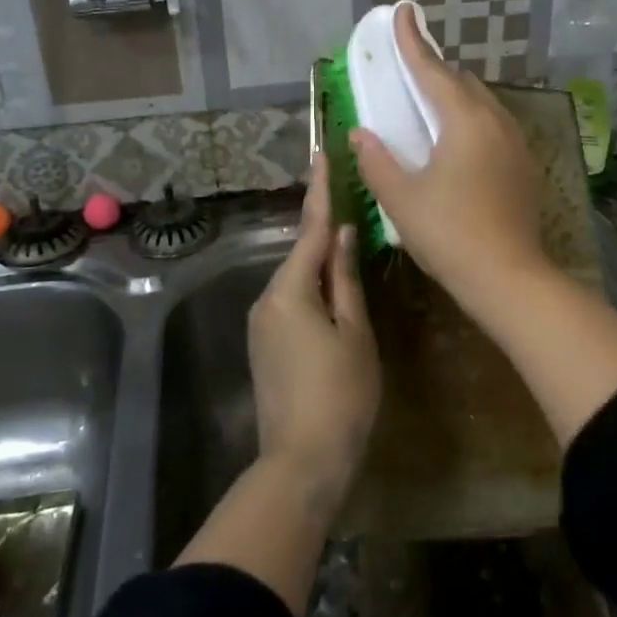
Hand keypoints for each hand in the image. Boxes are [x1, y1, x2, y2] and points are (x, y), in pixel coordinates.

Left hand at [246, 153, 381, 505]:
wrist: (301, 460)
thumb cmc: (340, 394)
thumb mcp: (354, 332)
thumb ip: (346, 278)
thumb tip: (345, 234)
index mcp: (290, 290)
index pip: (310, 229)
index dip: (319, 191)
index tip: (322, 155)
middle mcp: (267, 298)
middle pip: (302, 253)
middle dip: (325, 229)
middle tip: (350, 199)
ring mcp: (262, 323)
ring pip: (297, 279)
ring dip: (322, 262)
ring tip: (352, 245)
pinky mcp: (265, 344)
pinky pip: (292, 301)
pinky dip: (314, 288)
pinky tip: (335, 291)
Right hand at [349, 4, 550, 303]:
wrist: (509, 278)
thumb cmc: (450, 234)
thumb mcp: (401, 198)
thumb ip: (376, 160)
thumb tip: (361, 133)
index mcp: (465, 121)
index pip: (432, 70)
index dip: (412, 41)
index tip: (402, 11)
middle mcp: (496, 122)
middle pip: (461, 82)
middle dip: (433, 70)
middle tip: (407, 69)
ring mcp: (515, 143)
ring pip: (481, 103)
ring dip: (454, 96)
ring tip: (427, 104)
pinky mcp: (523, 166)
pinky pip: (492, 125)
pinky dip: (469, 119)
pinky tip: (455, 143)